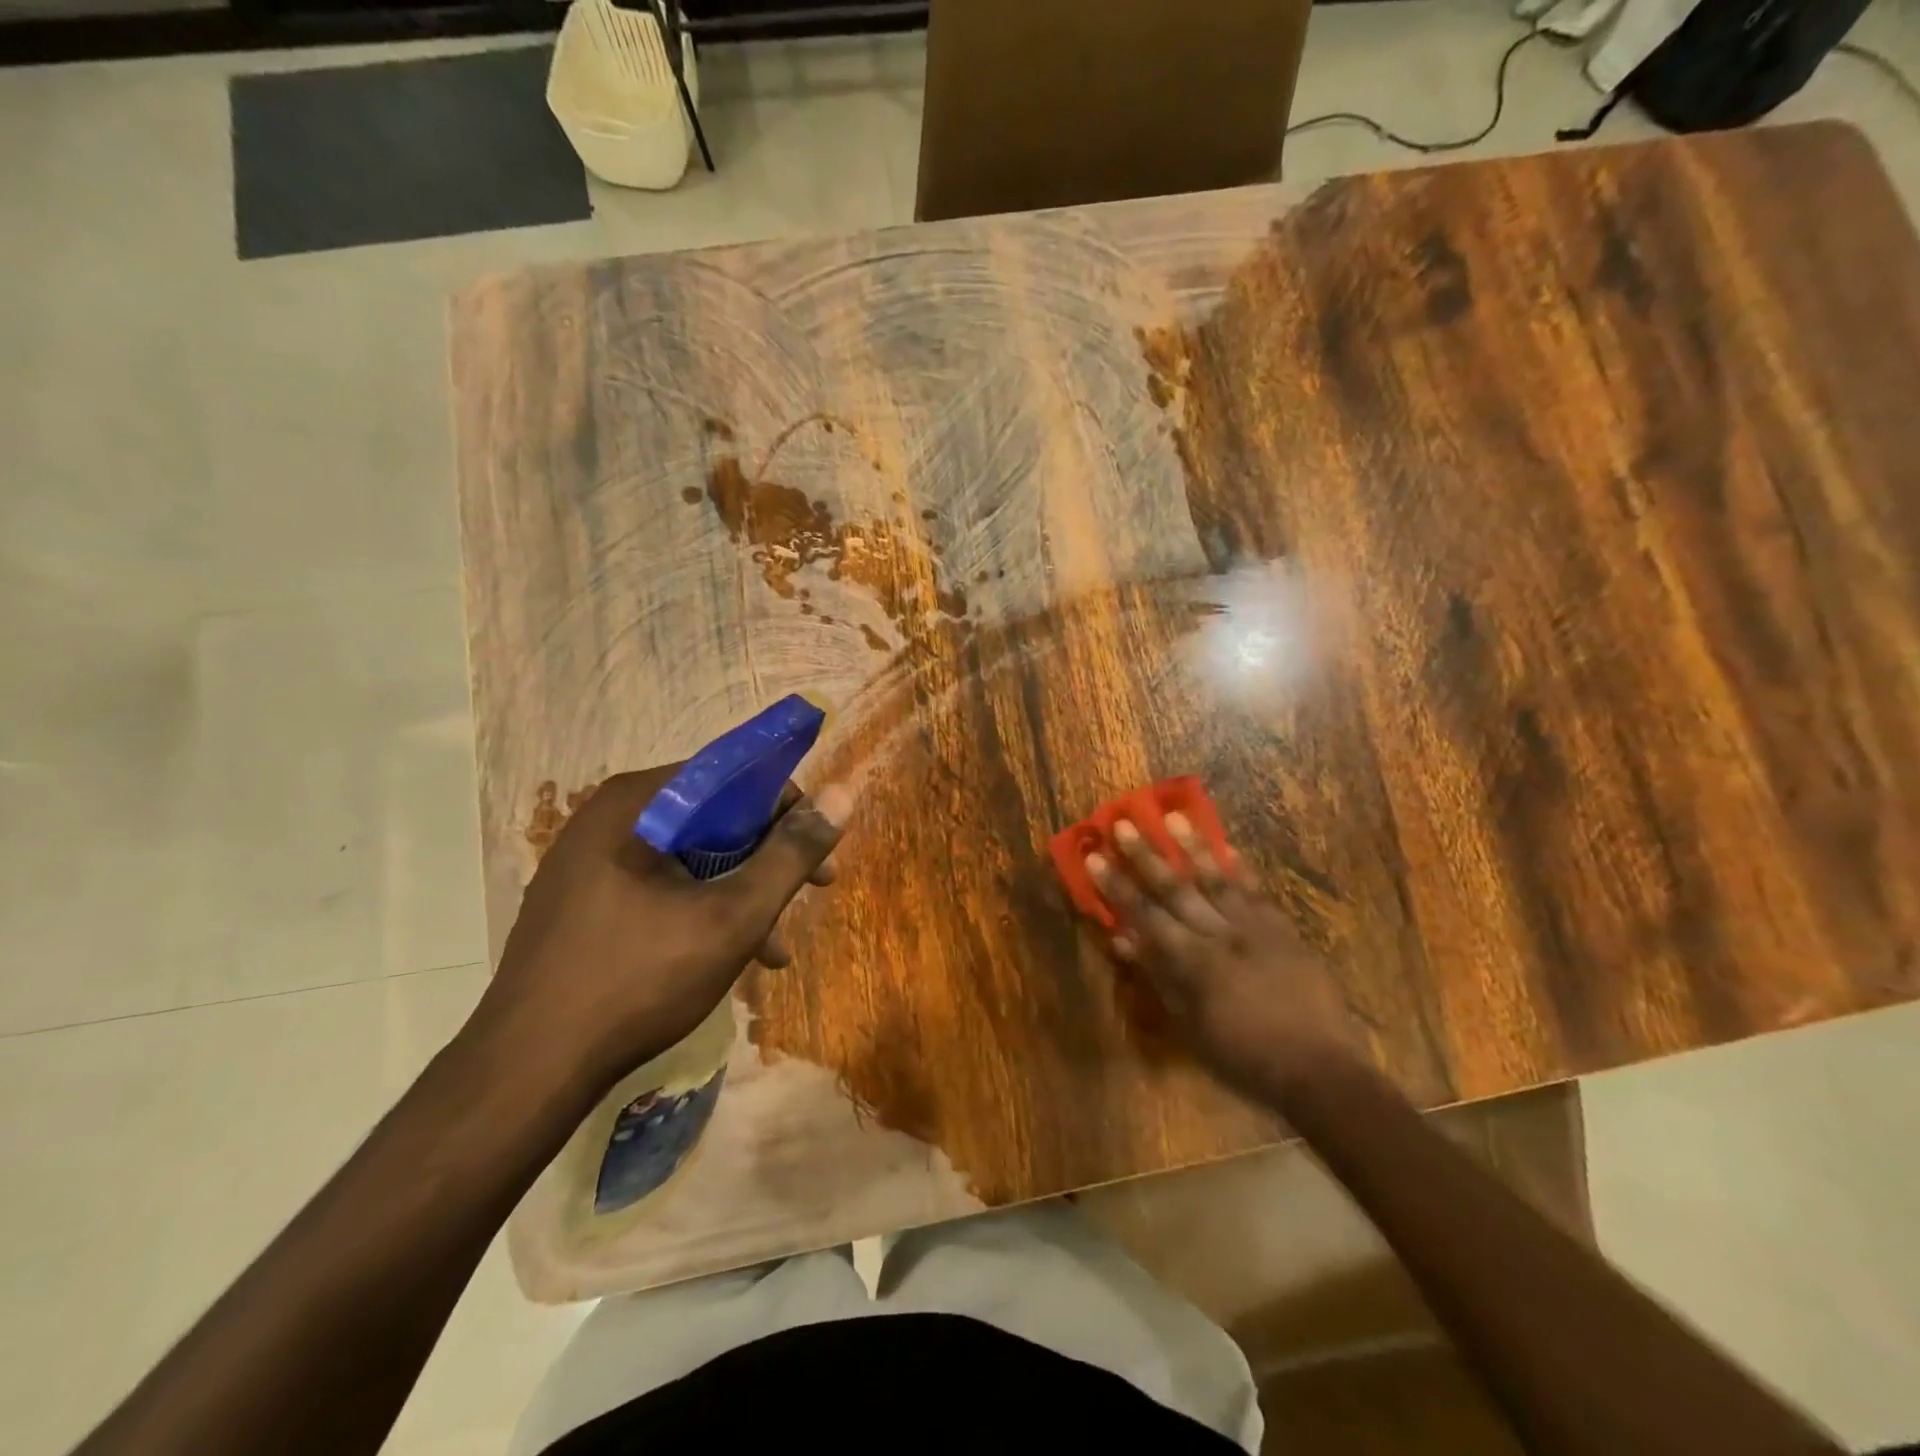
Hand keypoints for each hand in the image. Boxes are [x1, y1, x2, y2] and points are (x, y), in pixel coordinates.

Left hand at [471, 764, 850, 1095]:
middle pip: (712, 816)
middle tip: (814, 890)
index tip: (819, 848)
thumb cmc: (638, 981)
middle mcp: (609, 818)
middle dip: (768, 856)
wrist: (525, 1073)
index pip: (731, 774)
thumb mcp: (733, 916)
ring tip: (776, 945)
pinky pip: (660, 885)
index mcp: (637, 803)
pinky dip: (702, 909)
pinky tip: (732, 957)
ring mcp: (590, 861)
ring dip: (741, 891)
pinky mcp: (583, 901)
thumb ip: (791, 853)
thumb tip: (842, 793)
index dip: (786, 806)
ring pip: (690, 856)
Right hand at [1086, 814, 1357, 1102]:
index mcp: (1193, 963)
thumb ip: (1160, 978)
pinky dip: (1243, 870)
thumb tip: (1125, 940)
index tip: (1095, 857)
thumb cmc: (1245, 1058)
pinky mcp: (1284, 931)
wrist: (1320, 1070)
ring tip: (1174, 816)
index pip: (1145, 915)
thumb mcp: (1191, 1027)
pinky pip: (1259, 892)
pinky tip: (1230, 847)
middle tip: (1124, 823)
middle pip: (1176, 889)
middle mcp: (1221, 935)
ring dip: (1193, 847)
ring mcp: (1256, 929)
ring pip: (1218, 880)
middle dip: (1146, 855)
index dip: (1117, 886)